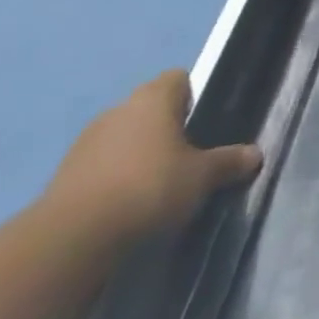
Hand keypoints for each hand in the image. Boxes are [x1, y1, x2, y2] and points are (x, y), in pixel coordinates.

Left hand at [41, 70, 261, 245]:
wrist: (71, 239)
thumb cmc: (149, 187)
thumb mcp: (204, 176)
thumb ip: (229, 161)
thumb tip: (254, 154)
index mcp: (152, 100)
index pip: (177, 79)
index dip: (194, 95)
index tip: (207, 119)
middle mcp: (117, 112)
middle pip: (149, 109)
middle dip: (168, 127)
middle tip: (192, 154)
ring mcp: (85, 144)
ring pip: (124, 138)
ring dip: (140, 153)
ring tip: (161, 183)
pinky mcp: (64, 176)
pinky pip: (102, 166)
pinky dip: (117, 177)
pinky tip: (131, 202)